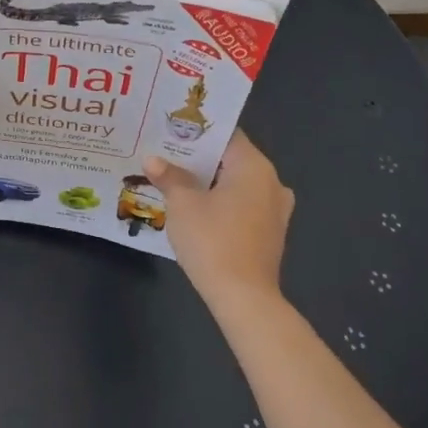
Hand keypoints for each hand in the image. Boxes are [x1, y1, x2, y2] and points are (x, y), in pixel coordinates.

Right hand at [146, 131, 294, 308]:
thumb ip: (169, 177)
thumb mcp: (182, 204)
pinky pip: (243, 206)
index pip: (226, 135)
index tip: (171, 129)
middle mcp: (272, 182)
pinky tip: (196, 210)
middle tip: (165, 154)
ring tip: (175, 180)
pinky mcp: (270, 234)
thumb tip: (152, 160)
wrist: (244, 298)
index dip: (197, 131)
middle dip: (199, 158)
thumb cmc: (213, 240)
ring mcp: (275, 210)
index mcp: (254, 166)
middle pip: (231, 159)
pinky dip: (222, 203)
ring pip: (237, 184)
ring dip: (210, 183)